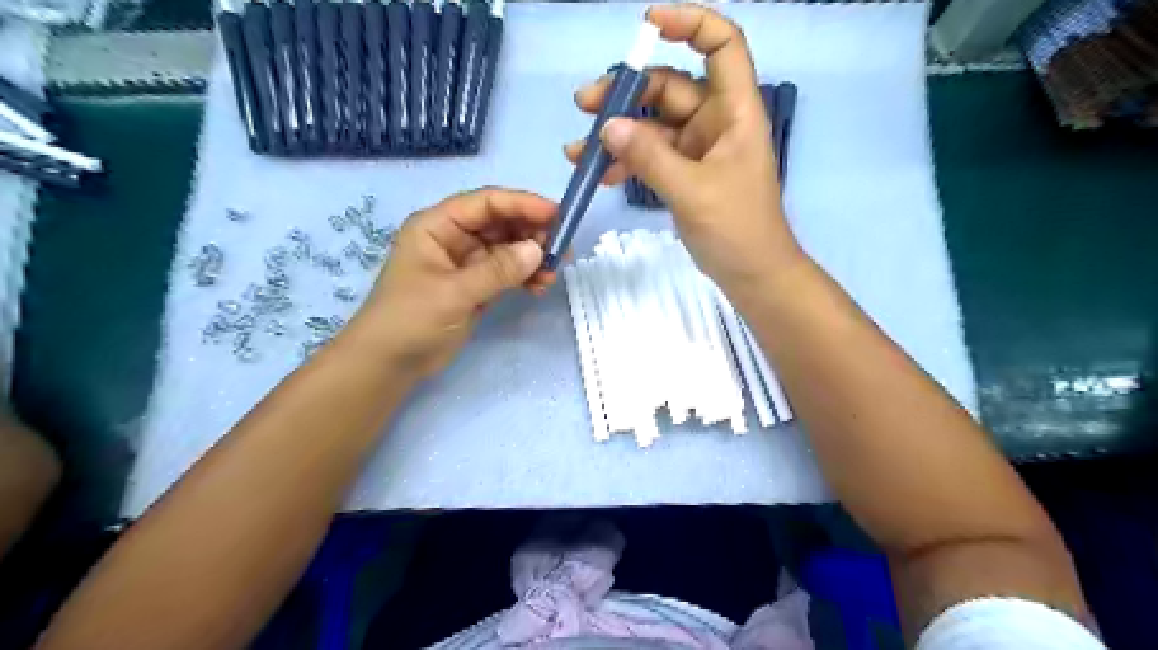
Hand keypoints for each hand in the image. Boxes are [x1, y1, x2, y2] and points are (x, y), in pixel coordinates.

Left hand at [349, 188, 554, 376]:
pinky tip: (540, 287)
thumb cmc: (410, 319)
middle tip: (563, 249)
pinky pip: (508, 272)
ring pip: (508, 249)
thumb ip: (497, 270)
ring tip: (552, 274)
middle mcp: (454, 238)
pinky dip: (525, 277)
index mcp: (438, 225)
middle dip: (533, 233)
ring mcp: (467, 263)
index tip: (557, 215)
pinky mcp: (477, 286)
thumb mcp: (453, 292)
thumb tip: (538, 250)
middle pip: (501, 223)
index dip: (522, 204)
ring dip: (532, 258)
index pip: (486, 203)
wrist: (389, 364)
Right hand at [564, 4, 801, 297]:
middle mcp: (716, 122)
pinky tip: (600, 175)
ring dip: (617, 134)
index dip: (690, 24)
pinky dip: (627, 161)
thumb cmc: (738, 229)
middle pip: (670, 87)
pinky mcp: (684, 174)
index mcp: (734, 111)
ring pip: (653, 125)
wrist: (752, 275)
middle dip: (627, 94)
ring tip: (578, 151)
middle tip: (585, 106)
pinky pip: (651, 156)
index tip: (648, 25)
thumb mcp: (693, 191)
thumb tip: (608, 127)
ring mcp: (698, 149)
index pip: (722, 46)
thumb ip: (650, 158)